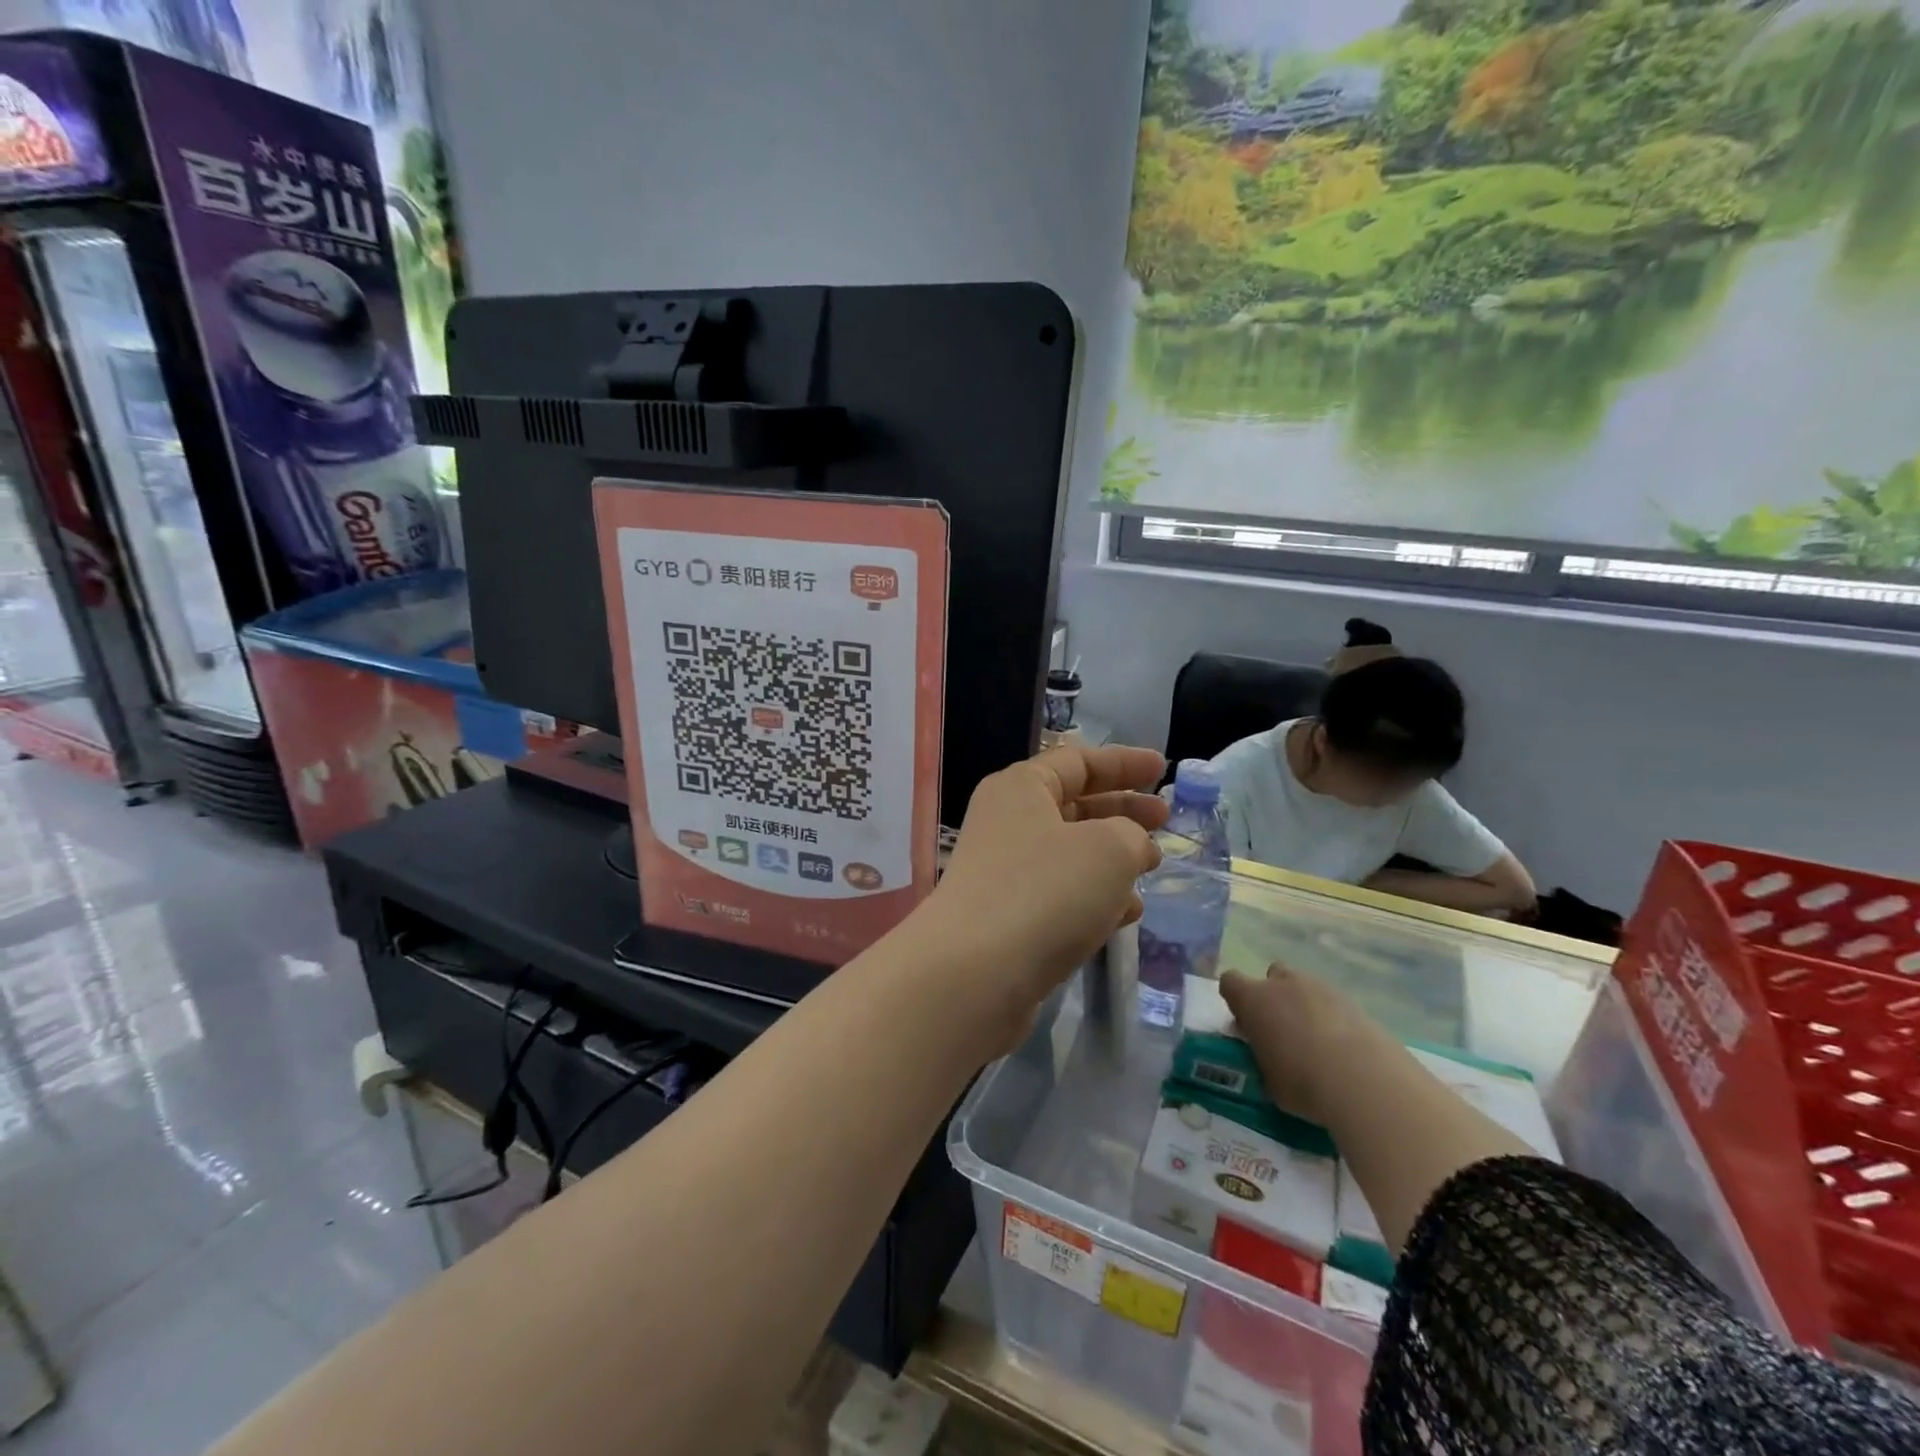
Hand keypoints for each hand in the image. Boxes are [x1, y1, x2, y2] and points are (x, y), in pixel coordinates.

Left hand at [919, 744, 1167, 1048]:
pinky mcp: (1008, 918)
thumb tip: (1129, 846)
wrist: (975, 975)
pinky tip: (1127, 914)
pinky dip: (1095, 897)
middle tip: (1165, 819)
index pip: (1078, 760)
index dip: (1123, 762)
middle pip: (1074, 805)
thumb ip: (1132, 835)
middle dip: (1122, 810)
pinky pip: (1060, 895)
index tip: (1163, 768)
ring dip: (1113, 858)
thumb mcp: (1109, 849)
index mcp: (1021, 788)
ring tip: (1152, 867)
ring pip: (1070, 854)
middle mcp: (1007, 823)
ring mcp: (1004, 873)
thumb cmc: (1046, 892)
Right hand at [1219, 964, 1384, 1126]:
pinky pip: (1333, 1004)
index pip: (1230, 982)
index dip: (1236, 1000)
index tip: (1244, 1023)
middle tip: (1281, 1030)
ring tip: (1316, 1043)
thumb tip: (1267, 1054)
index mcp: (1254, 999)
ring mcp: (1321, 988)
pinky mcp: (1354, 1002)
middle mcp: (1284, 984)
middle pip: (1272, 975)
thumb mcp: (1267, 1078)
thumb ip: (1261, 1056)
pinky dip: (1333, 1019)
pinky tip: (1342, 1049)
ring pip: (1305, 987)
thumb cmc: (1302, 1082)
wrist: (1364, 1083)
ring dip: (1304, 1006)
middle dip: (1274, 996)